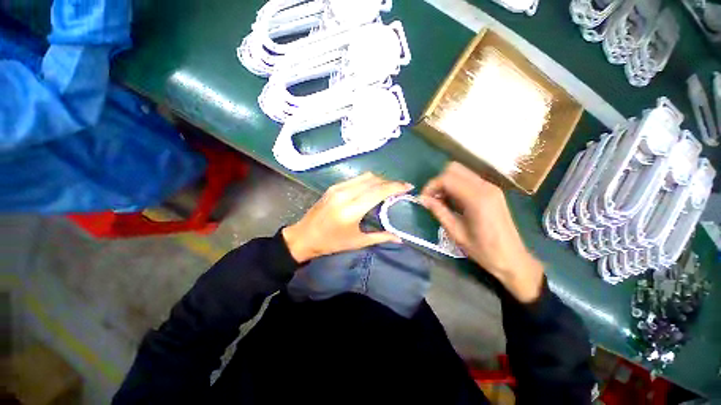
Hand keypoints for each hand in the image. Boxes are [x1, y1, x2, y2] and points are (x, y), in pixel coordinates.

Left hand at [282, 173, 412, 262]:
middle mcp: (345, 194)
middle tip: (400, 189)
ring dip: (379, 180)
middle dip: (390, 182)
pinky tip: (372, 188)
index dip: (395, 187)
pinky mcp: (333, 187)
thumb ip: (380, 237)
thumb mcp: (357, 242)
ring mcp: (337, 188)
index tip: (408, 187)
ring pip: (365, 176)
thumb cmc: (331, 243)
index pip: (378, 192)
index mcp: (351, 210)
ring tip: (388, 188)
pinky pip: (355, 179)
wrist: (304, 236)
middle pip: (373, 180)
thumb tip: (400, 238)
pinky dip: (368, 181)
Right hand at [419, 162, 543, 302]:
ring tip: (441, 201)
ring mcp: (491, 187)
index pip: (447, 178)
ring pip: (461, 172)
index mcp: (477, 198)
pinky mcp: (492, 191)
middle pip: (454, 169)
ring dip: (447, 183)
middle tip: (432, 199)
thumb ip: (438, 211)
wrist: (512, 259)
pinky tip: (453, 202)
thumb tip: (422, 199)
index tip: (423, 199)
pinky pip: (468, 180)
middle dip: (438, 181)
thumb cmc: (483, 250)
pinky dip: (456, 186)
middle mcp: (485, 187)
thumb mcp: (456, 232)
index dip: (431, 186)